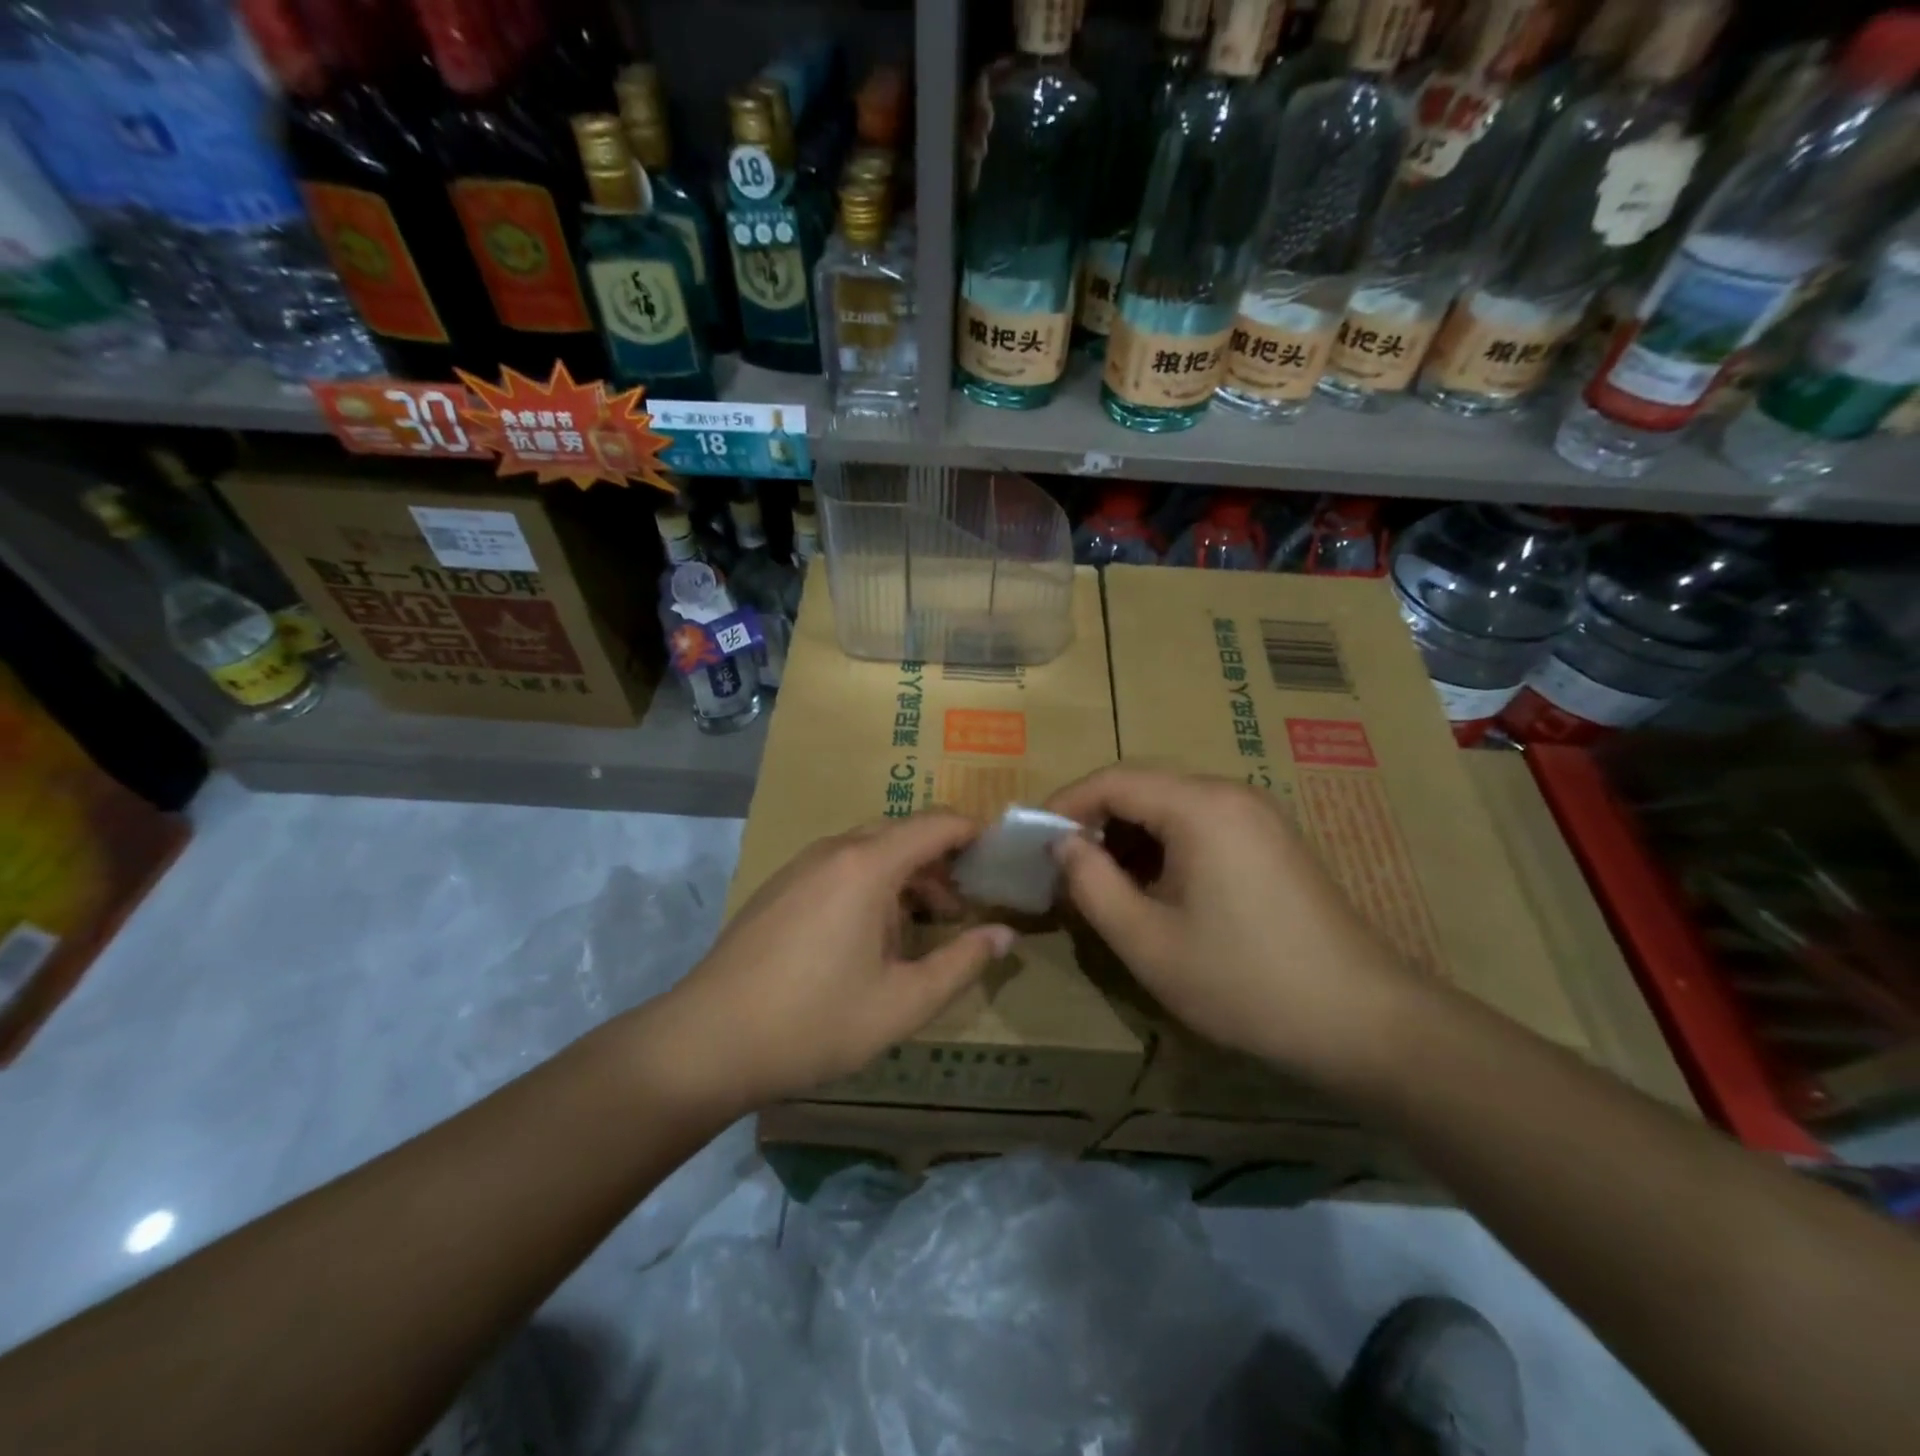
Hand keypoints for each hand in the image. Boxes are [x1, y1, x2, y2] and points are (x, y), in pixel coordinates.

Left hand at [649, 814, 1015, 1110]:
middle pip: (902, 834)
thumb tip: (1003, 934)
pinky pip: (840, 867)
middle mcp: (834, 850)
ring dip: (905, 876)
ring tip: (924, 925)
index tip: (999, 860)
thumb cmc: (815, 1021)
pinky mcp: (780, 887)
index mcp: (868, 865)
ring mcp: (801, 866)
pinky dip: (871, 884)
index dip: (973, 834)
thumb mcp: (903, 1002)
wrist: (708, 1041)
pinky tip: (872, 935)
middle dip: (941, 862)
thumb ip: (961, 963)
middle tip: (966, 906)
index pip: (936, 824)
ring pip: (869, 851)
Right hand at [1046, 767, 1415, 1093]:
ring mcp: (1258, 816)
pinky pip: (1201, 826)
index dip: (1064, 805)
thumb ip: (1091, 884)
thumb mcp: (1147, 941)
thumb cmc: (1244, 981)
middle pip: (1142, 787)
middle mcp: (1230, 794)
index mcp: (1200, 806)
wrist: (1364, 1022)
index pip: (1112, 780)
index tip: (1031, 841)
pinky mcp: (1272, 842)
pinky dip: (1164, 848)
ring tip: (1100, 884)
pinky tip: (1153, 890)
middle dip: (1094, 822)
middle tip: (1060, 867)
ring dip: (1128, 837)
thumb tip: (1061, 845)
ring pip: (1171, 807)